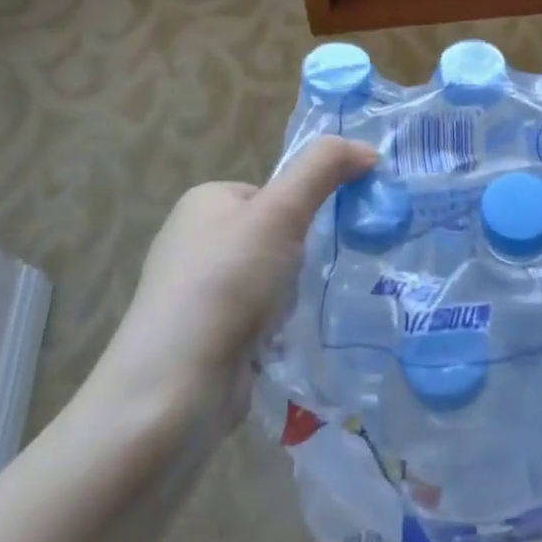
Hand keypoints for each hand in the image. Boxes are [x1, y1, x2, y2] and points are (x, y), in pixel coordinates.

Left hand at [80, 136, 377, 437]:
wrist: (173, 392)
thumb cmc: (226, 284)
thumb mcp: (282, 211)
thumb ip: (324, 168)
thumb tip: (368, 149)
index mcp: (205, 201)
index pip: (276, 192)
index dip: (302, 213)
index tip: (314, 239)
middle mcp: (195, 241)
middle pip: (277, 237)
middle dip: (298, 262)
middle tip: (300, 283)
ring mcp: (197, 293)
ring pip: (273, 280)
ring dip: (291, 299)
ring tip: (288, 319)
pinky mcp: (205, 338)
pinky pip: (260, 319)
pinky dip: (276, 331)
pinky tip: (278, 346)